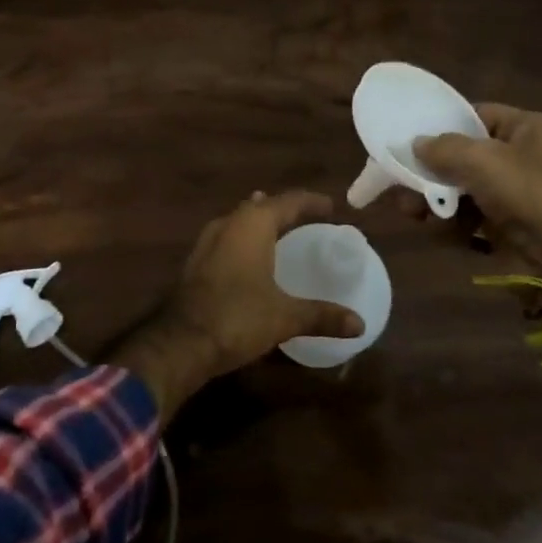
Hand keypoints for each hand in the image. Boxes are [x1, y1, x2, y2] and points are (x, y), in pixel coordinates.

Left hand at [164, 190, 365, 376]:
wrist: (182, 341)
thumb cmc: (238, 317)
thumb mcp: (285, 317)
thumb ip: (322, 316)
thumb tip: (359, 323)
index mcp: (253, 225)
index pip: (288, 202)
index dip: (311, 202)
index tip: (331, 207)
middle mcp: (229, 223)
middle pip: (261, 207)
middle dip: (284, 209)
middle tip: (308, 217)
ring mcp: (208, 241)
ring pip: (240, 220)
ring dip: (260, 222)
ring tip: (280, 228)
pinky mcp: (197, 261)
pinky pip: (228, 237)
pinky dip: (245, 239)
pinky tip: (251, 256)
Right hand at [413, 104, 541, 270]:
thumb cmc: (533, 194)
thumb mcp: (483, 161)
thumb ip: (444, 148)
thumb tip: (416, 144)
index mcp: (529, 128)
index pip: (477, 115)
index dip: (444, 123)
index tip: (411, 136)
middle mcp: (525, 156)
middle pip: (466, 154)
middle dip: (432, 170)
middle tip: (401, 181)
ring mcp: (520, 194)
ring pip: (466, 188)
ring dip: (437, 199)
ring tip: (410, 211)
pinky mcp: (514, 227)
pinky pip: (474, 217)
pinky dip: (454, 223)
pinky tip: (435, 229)